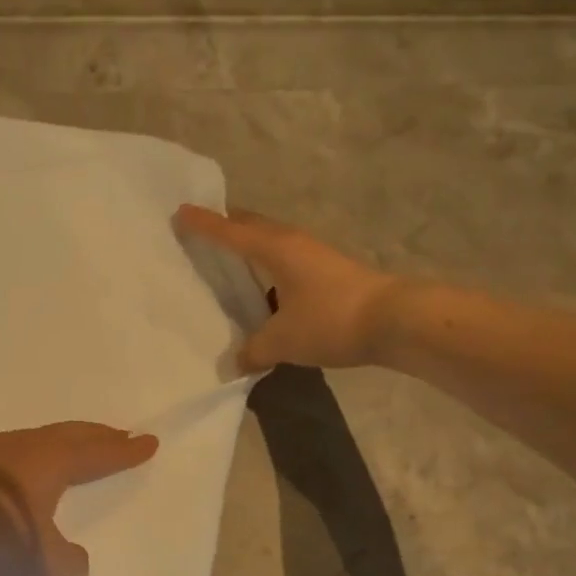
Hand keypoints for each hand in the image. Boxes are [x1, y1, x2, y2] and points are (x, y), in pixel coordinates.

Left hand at [0, 422, 158, 575]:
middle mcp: (20, 446)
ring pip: (36, 440)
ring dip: (62, 444)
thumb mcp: (41, 562)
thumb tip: (76, 558)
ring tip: (75, 449)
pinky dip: (31, 457)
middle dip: (97, 437)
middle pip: (68, 435)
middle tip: (120, 436)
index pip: (97, 453)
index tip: (149, 442)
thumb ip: (67, 559)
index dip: (124, 451)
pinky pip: (11, 452)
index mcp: (49, 461)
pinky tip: (23, 470)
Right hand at [175, 205, 402, 371]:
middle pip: (252, 226)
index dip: (203, 224)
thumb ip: (253, 350)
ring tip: (228, 259)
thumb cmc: (330, 319)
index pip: (230, 232)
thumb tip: (235, 363)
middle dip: (227, 225)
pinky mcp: (329, 272)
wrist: (396, 321)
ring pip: (271, 242)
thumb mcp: (283, 340)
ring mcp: (314, 256)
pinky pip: (286, 260)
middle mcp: (293, 243)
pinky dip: (268, 267)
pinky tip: (264, 289)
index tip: (180, 212)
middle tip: (202, 229)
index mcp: (275, 248)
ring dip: (250, 246)